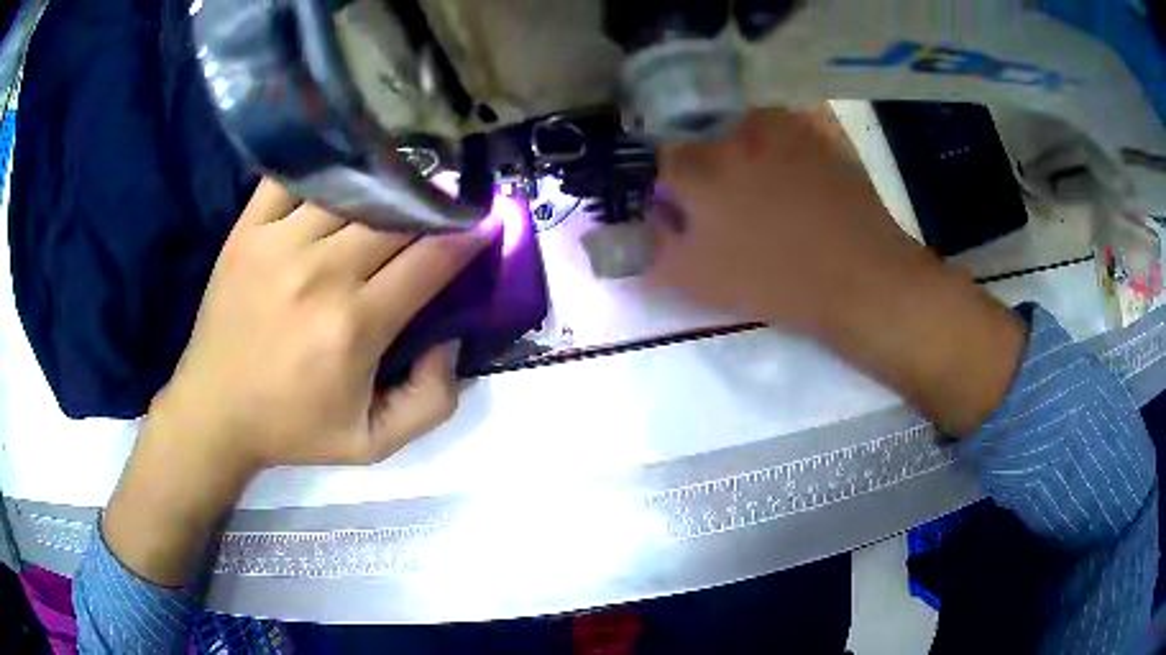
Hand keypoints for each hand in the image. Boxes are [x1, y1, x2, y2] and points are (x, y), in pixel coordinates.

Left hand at [155, 179, 487, 471]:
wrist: (214, 409)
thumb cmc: (293, 427)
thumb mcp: (374, 444)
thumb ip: (431, 401)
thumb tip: (450, 339)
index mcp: (355, 327)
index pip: (431, 260)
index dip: (467, 236)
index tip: (484, 223)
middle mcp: (321, 274)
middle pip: (397, 217)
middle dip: (433, 207)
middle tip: (446, 206)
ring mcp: (279, 243)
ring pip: (353, 191)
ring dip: (386, 187)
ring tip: (400, 191)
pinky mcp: (248, 230)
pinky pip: (293, 179)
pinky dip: (325, 169)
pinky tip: (342, 176)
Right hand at [649, 107, 928, 331]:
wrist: (859, 278)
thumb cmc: (774, 281)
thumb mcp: (697, 279)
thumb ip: (649, 250)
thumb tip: (614, 232)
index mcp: (701, 169)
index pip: (665, 160)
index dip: (671, 186)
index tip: (684, 208)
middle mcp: (736, 134)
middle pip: (704, 135)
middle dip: (707, 162)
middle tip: (730, 199)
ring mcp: (783, 128)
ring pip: (747, 122)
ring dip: (745, 142)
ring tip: (766, 181)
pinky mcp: (821, 132)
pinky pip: (792, 121)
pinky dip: (787, 134)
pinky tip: (797, 163)